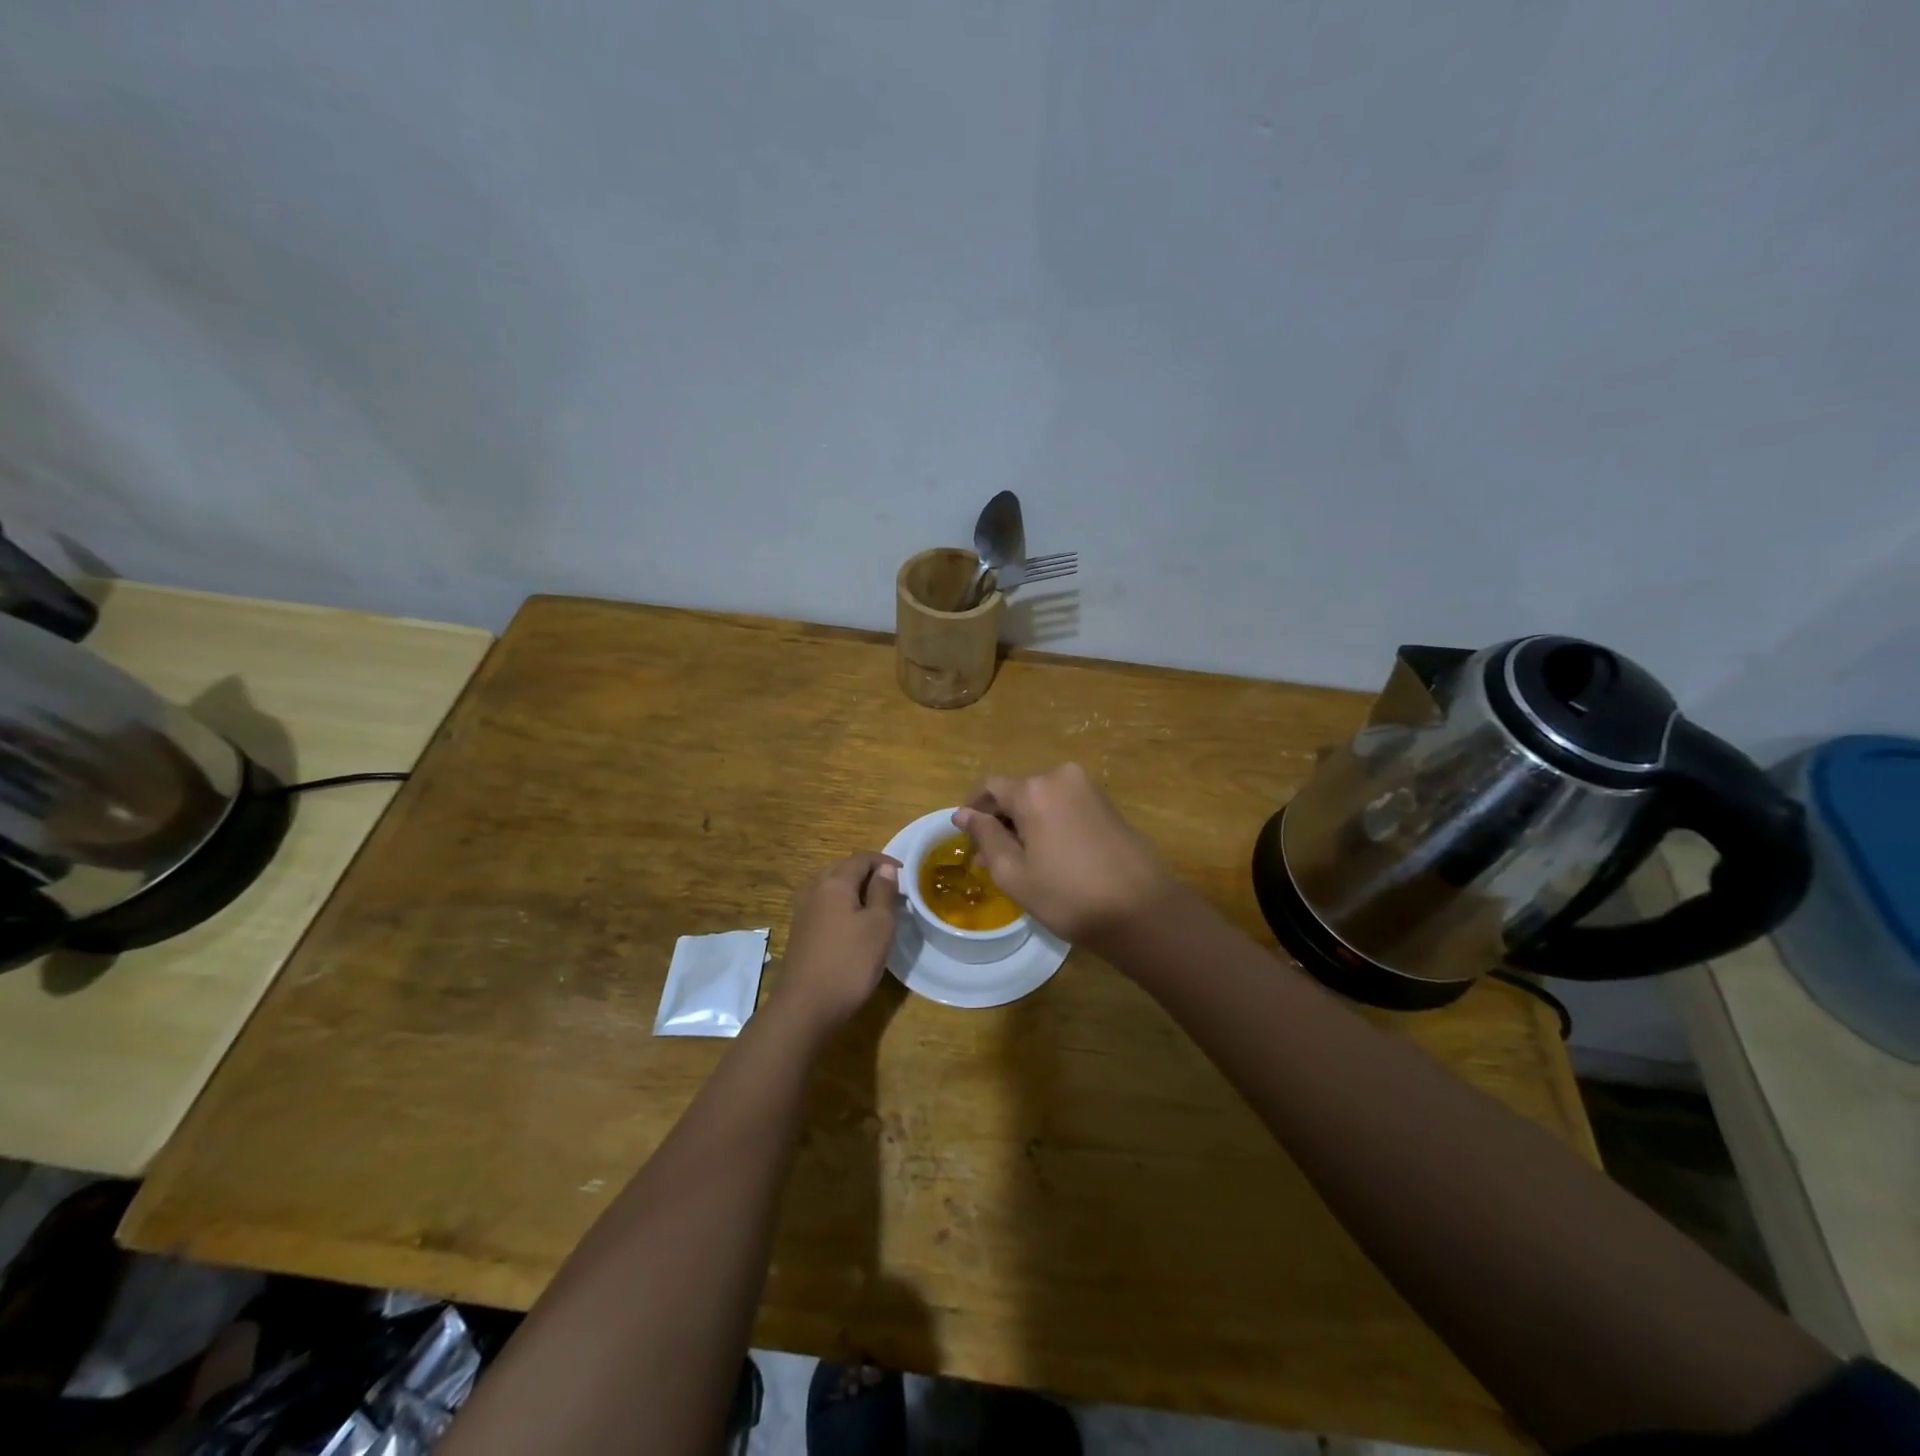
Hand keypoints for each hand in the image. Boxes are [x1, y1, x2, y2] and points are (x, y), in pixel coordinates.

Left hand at [771, 851, 900, 1033]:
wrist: (805, 1007)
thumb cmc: (849, 962)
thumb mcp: (879, 925)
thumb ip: (883, 892)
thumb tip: (884, 869)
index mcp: (834, 881)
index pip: (862, 857)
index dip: (886, 862)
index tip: (906, 878)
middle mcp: (814, 888)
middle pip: (844, 869)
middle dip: (870, 875)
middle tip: (894, 893)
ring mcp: (803, 910)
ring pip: (833, 888)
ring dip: (856, 892)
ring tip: (877, 909)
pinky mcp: (800, 931)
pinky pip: (825, 906)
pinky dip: (843, 907)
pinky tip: (855, 928)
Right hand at [953, 763, 1172, 943]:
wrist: (1142, 910)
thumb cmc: (1068, 895)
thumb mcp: (1014, 872)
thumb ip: (985, 836)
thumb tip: (963, 813)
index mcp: (1034, 789)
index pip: (990, 787)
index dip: (973, 811)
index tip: (968, 841)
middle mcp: (1061, 777)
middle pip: (1017, 792)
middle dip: (1000, 821)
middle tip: (991, 860)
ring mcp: (1089, 789)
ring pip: (1042, 800)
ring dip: (1026, 824)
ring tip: (1022, 862)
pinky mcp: (1108, 804)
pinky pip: (1065, 806)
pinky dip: (1050, 824)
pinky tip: (1052, 857)